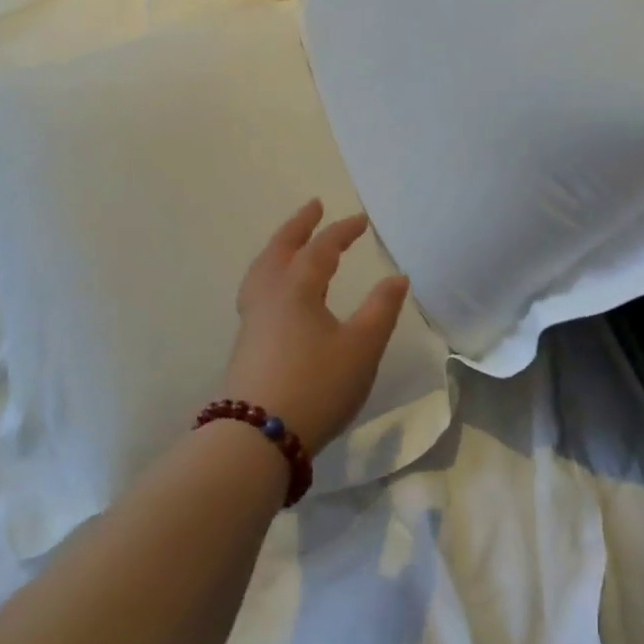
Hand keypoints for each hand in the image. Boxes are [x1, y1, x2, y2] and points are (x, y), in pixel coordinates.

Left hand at [221, 200, 410, 455]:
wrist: (257, 436)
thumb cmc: (317, 385)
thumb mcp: (361, 348)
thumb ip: (381, 309)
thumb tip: (397, 277)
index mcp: (297, 288)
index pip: (321, 249)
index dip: (342, 232)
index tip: (361, 220)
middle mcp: (269, 296)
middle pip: (280, 249)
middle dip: (298, 226)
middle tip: (313, 207)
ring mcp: (252, 320)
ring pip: (262, 270)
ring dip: (279, 248)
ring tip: (290, 243)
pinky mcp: (246, 344)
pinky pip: (257, 291)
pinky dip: (269, 274)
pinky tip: (277, 293)